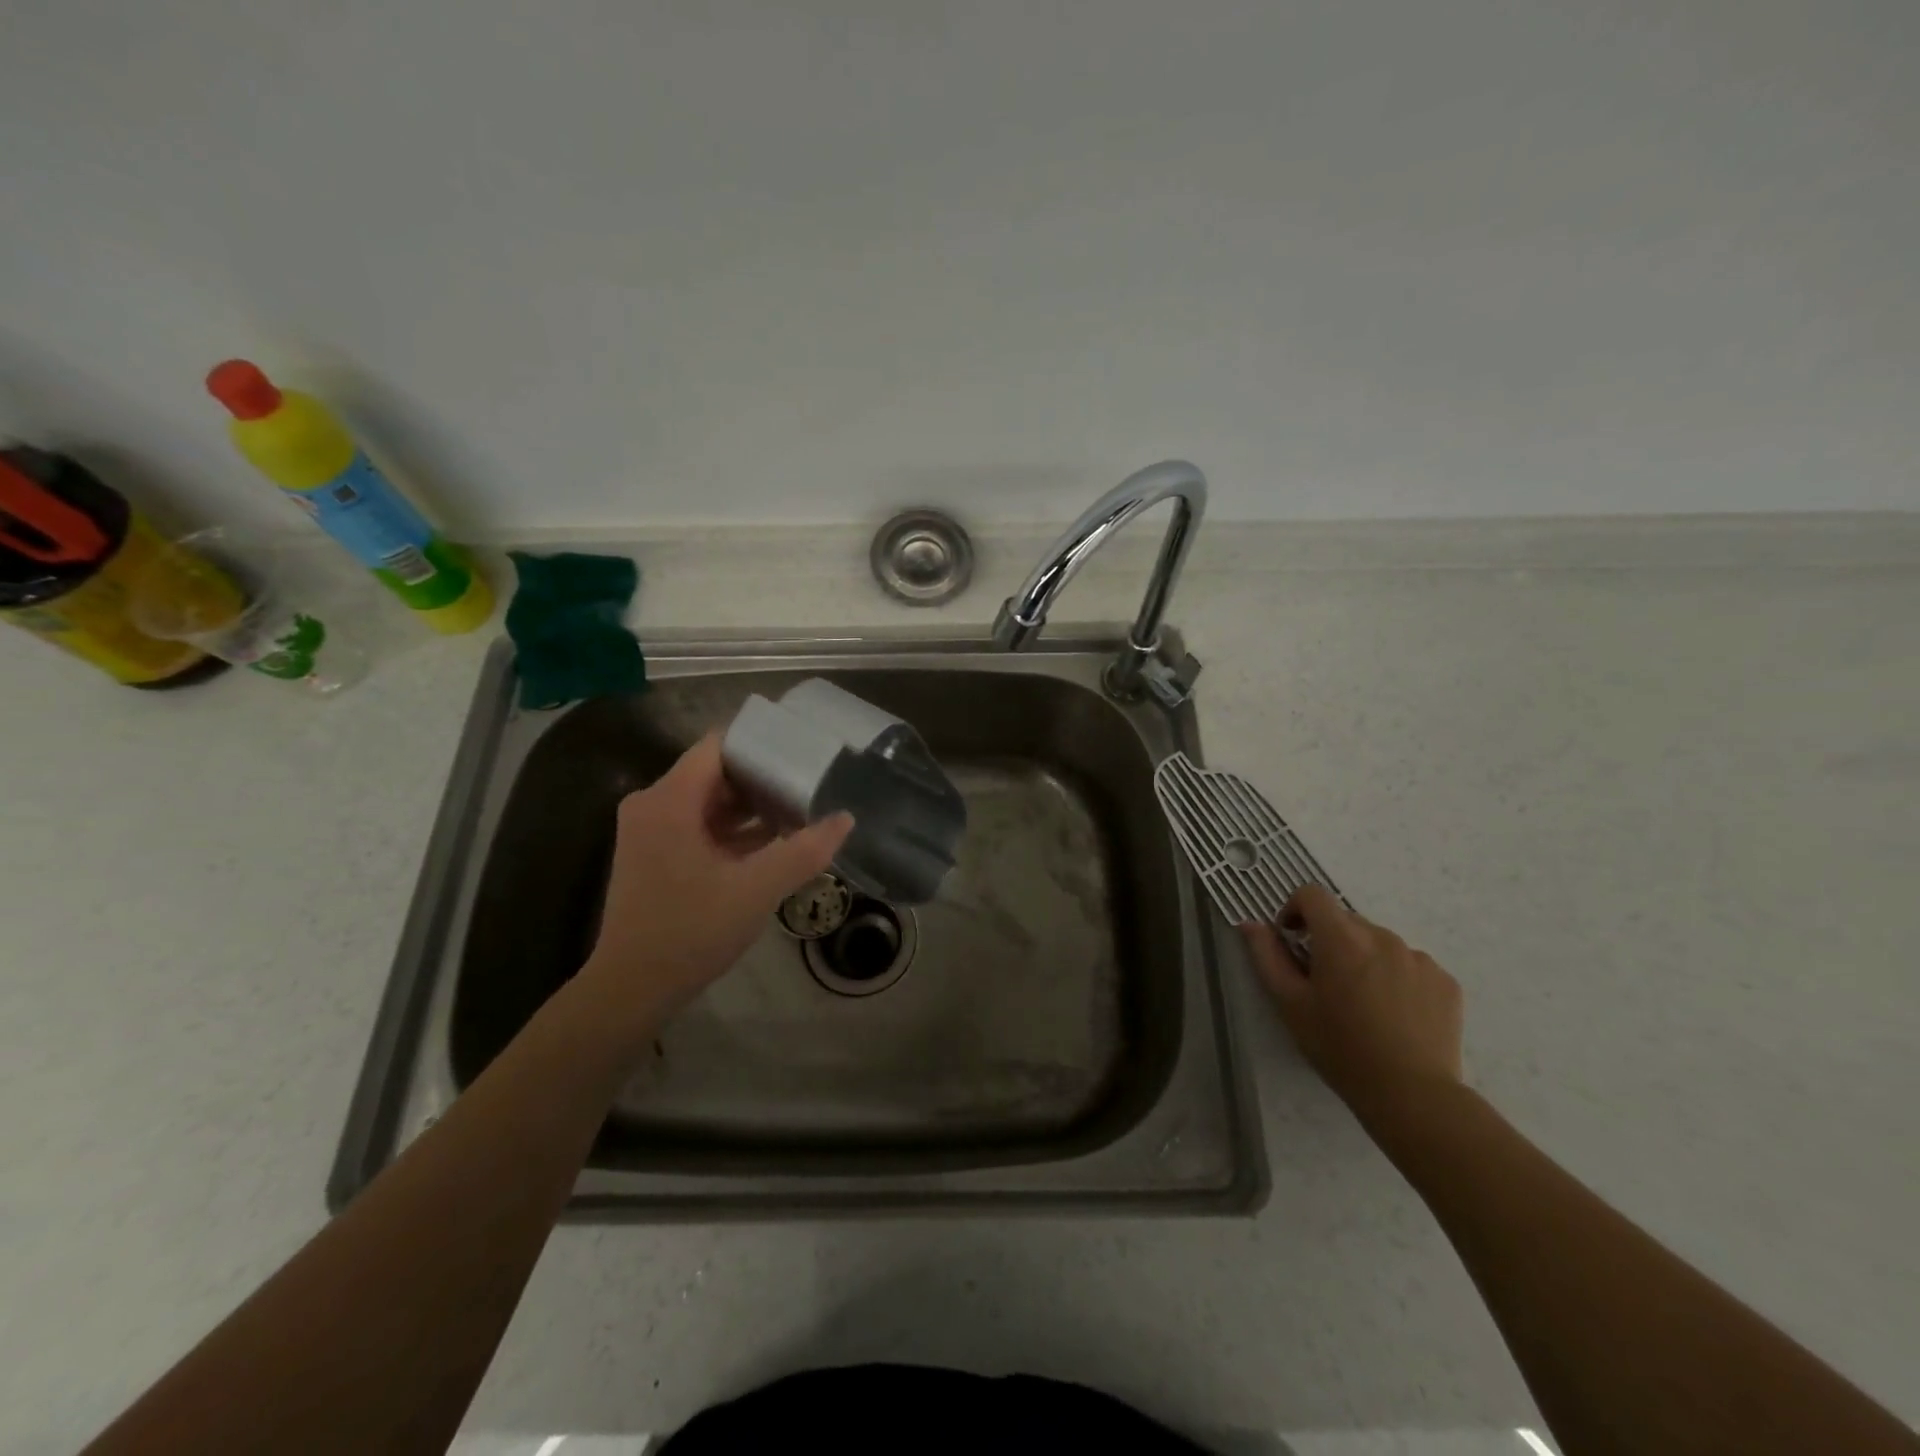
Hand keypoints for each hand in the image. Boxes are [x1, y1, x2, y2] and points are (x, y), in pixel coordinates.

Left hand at [571, 733, 852, 1052]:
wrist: (632, 990)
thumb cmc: (690, 932)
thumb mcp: (756, 890)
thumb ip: (804, 851)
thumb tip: (845, 819)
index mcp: (669, 800)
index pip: (718, 745)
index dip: (761, 743)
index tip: (802, 749)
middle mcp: (654, 805)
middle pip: (716, 771)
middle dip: (763, 776)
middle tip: (810, 780)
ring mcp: (652, 831)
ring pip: (709, 800)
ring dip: (751, 805)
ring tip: (800, 807)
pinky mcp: (656, 854)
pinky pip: (700, 824)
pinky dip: (734, 829)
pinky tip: (773, 841)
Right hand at [1241, 886, 1463, 1123]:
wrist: (1412, 1095)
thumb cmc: (1340, 1048)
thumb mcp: (1290, 1004)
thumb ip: (1267, 957)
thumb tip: (1251, 924)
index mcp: (1341, 938)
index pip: (1312, 895)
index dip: (1295, 910)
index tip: (1292, 939)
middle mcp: (1382, 937)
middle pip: (1346, 921)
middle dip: (1329, 941)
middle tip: (1325, 984)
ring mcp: (1418, 958)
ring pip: (1379, 943)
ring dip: (1364, 959)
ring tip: (1363, 1003)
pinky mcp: (1445, 981)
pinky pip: (1410, 965)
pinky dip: (1396, 978)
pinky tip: (1394, 1014)